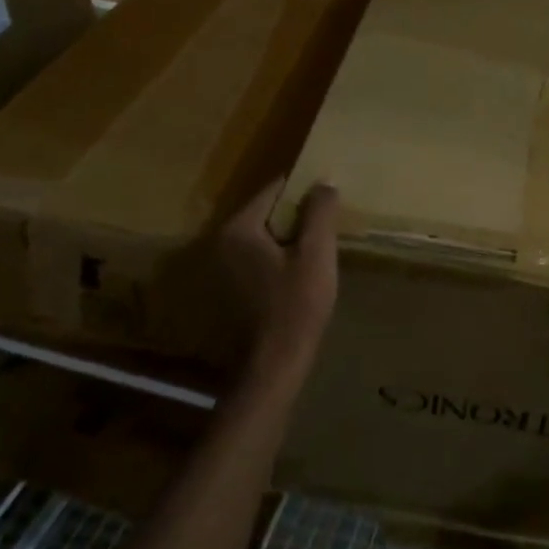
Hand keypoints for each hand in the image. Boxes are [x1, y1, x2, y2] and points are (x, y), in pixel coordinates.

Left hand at [215, 179, 339, 380]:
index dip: (304, 189)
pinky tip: (298, 272)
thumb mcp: (316, 254)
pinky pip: (256, 258)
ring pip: (262, 237)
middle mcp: (221, 243)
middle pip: (266, 213)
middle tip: (326, 223)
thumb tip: (324, 181)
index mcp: (239, 229)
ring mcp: (220, 269)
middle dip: (296, 215)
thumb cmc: (296, 306)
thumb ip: (320, 212)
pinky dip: (276, 257)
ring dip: (287, 238)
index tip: (327, 195)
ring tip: (317, 246)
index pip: (274, 190)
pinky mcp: (227, 289)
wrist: (274, 366)